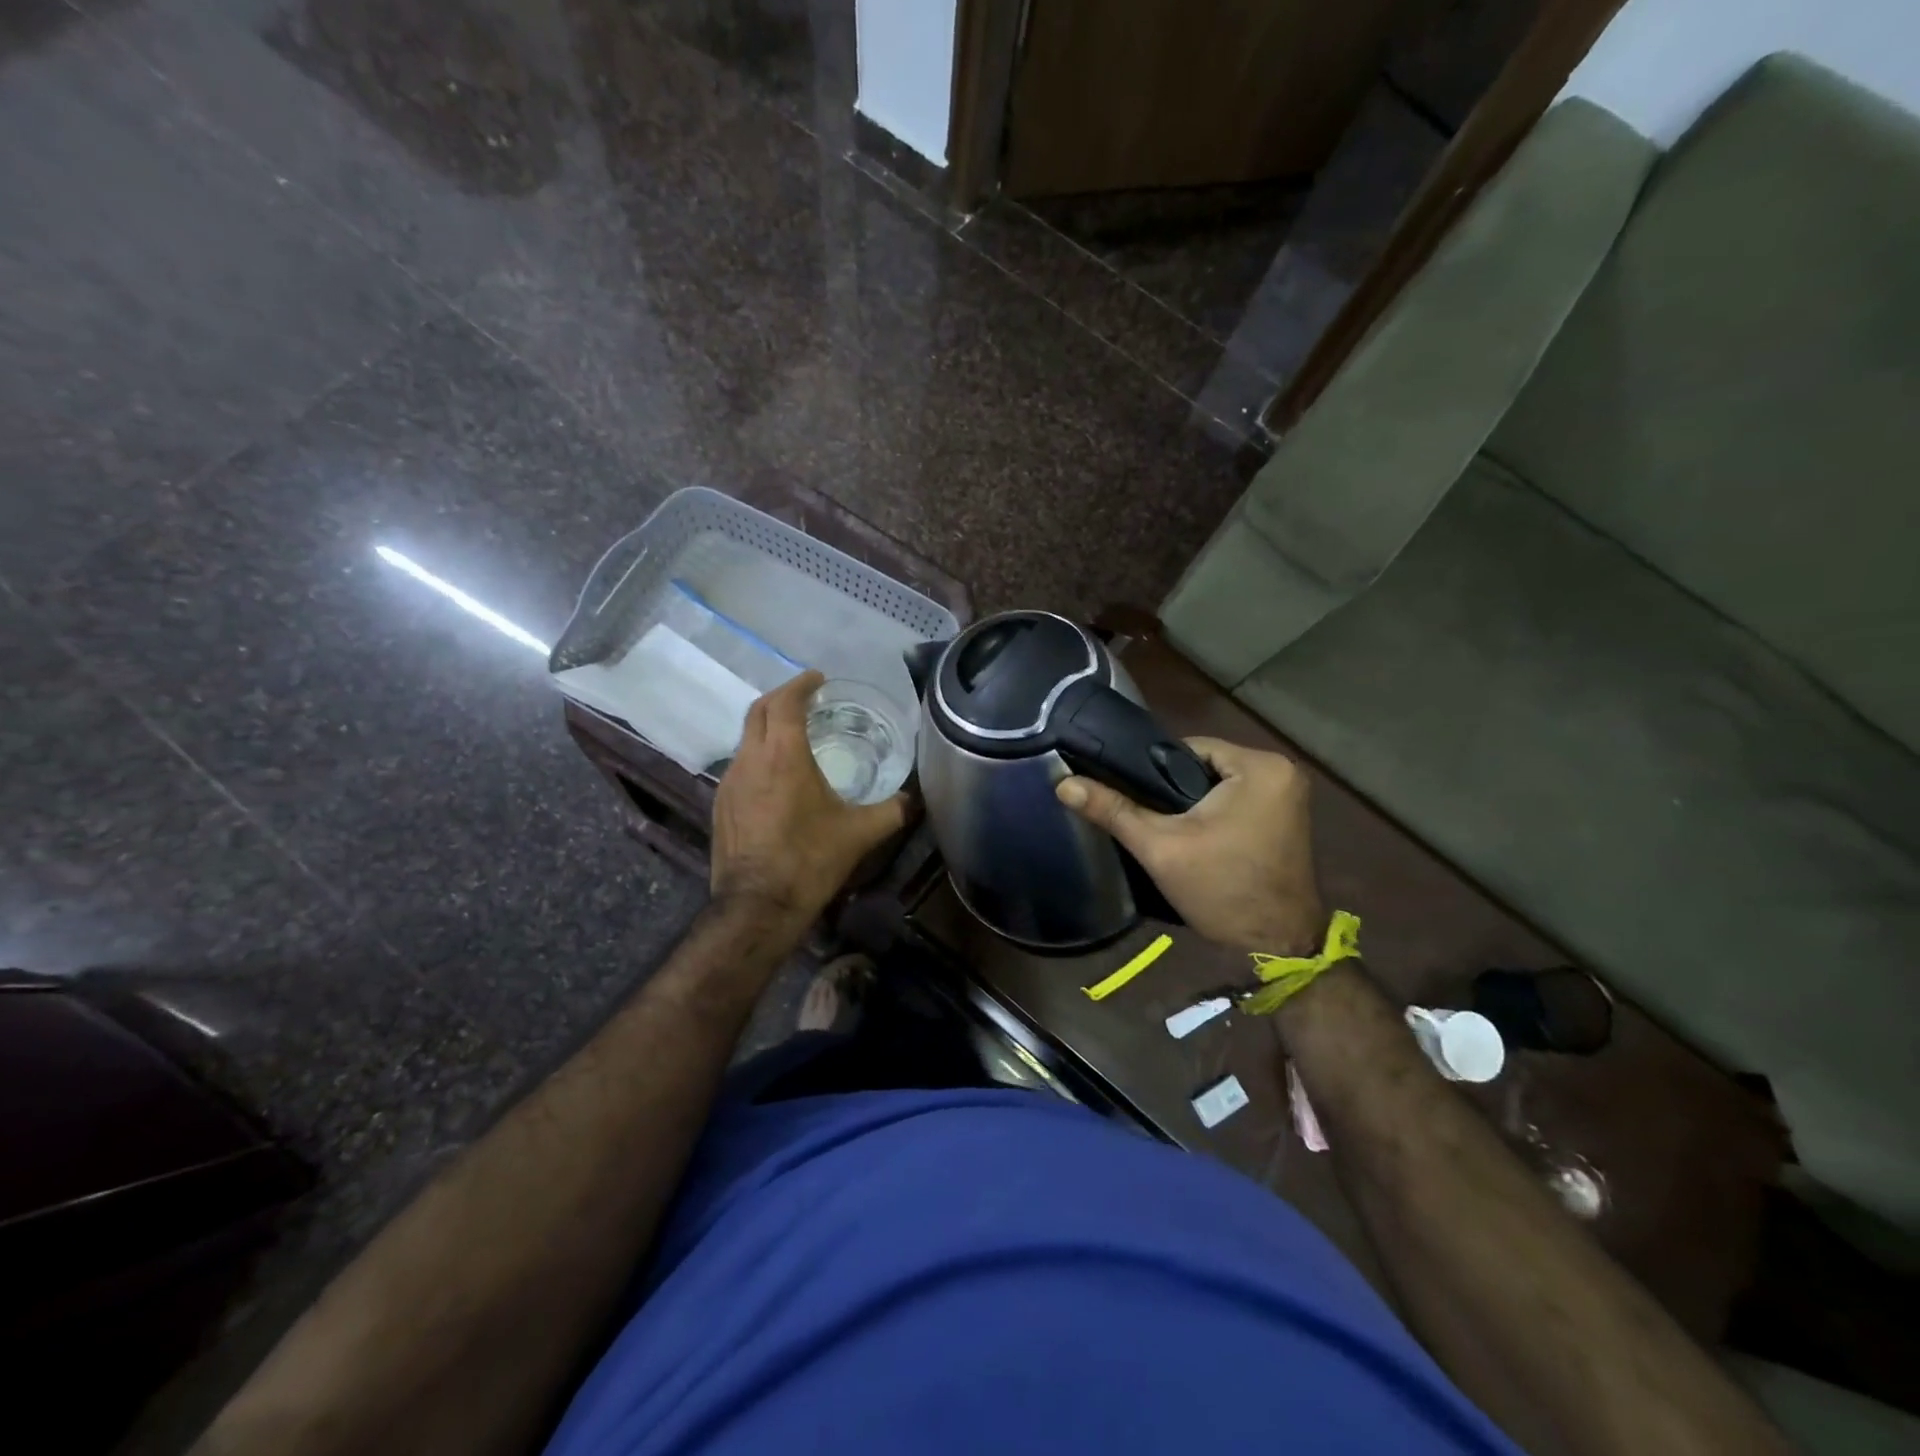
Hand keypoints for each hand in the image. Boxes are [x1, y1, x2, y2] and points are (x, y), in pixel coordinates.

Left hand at [710, 671, 912, 924]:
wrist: (757, 907)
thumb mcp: (860, 834)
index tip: (818, 679)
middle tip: (807, 698)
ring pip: (746, 738)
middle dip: (782, 697)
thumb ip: (893, 810)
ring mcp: (729, 782)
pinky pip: (740, 764)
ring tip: (795, 736)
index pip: (785, 701)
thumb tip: (918, 798)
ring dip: (768, 727)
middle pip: (759, 711)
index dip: (801, 684)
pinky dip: (759, 754)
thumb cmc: (809, 860)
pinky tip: (777, 776)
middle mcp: (750, 759)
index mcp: (783, 755)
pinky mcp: (721, 804)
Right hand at [1056, 737, 1325, 954]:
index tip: (1134, 796)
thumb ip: (1114, 810)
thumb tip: (1063, 783)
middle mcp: (1282, 770)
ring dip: (1194, 801)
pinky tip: (1197, 835)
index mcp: (1259, 766)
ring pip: (1219, 783)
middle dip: (1174, 789)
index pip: (1188, 748)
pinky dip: (1215, 812)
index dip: (1154, 771)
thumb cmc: (1222, 890)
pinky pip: (1238, 799)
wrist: (1277, 943)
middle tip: (1149, 817)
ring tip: (1167, 827)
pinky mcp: (1288, 815)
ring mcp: (1290, 793)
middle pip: (1204, 765)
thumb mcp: (1160, 848)